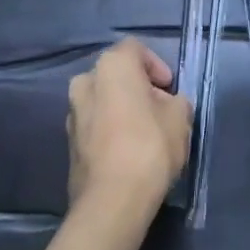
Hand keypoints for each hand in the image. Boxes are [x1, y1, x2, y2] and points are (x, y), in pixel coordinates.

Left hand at [66, 39, 192, 215]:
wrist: (112, 200)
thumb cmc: (150, 146)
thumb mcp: (180, 117)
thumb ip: (176, 102)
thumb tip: (167, 105)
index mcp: (111, 66)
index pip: (135, 49)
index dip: (156, 65)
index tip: (169, 89)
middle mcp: (85, 82)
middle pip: (116, 75)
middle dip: (138, 87)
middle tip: (160, 109)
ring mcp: (72, 113)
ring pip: (103, 100)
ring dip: (123, 109)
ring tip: (146, 132)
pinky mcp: (68, 143)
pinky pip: (95, 125)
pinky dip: (110, 129)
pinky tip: (128, 151)